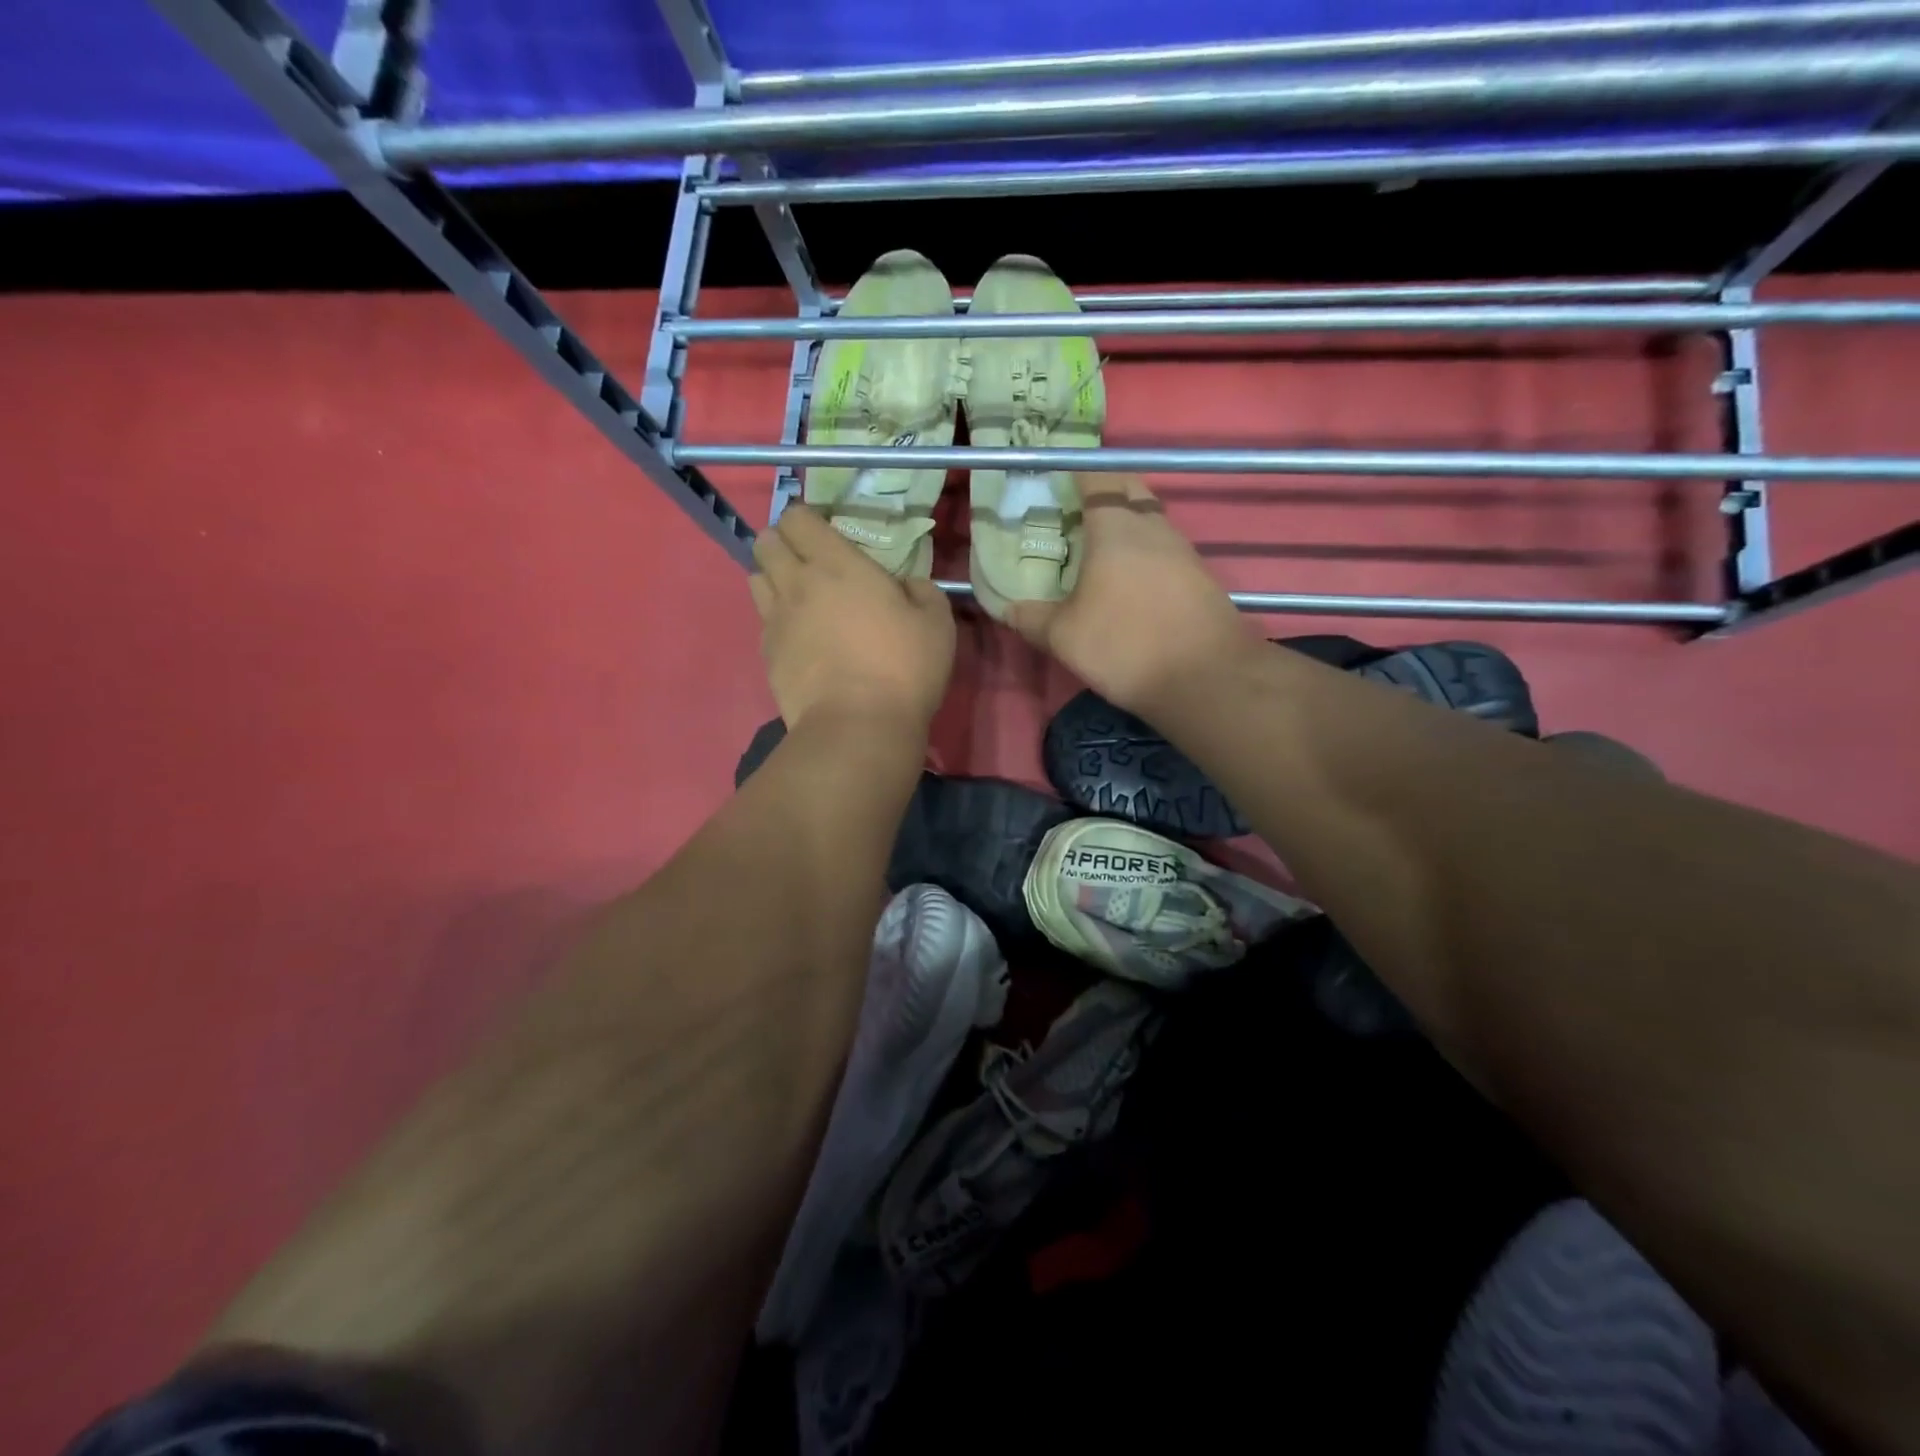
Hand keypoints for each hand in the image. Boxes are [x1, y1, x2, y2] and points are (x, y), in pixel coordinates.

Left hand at [750, 505, 955, 731]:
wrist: (858, 726)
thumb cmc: (903, 667)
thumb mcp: (937, 622)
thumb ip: (922, 590)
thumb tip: (908, 585)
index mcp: (836, 564)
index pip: (798, 517)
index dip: (808, 520)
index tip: (827, 534)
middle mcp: (797, 583)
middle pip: (765, 542)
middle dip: (782, 543)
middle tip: (809, 562)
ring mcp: (776, 620)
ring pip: (756, 579)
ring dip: (773, 578)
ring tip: (800, 597)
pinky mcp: (767, 655)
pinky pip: (763, 621)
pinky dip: (776, 620)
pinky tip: (800, 639)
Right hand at [1009, 475, 1252, 713]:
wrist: (1205, 678)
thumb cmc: (1125, 645)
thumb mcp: (1063, 637)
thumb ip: (1032, 618)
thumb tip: (1007, 608)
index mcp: (1116, 527)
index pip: (1097, 477)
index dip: (1076, 470)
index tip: (1056, 476)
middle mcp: (1153, 527)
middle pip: (1130, 489)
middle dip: (1104, 490)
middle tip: (1075, 510)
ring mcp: (1183, 551)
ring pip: (1151, 519)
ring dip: (1127, 522)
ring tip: (1099, 547)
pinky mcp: (1200, 577)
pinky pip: (1166, 549)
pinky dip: (1145, 552)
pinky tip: (1130, 581)